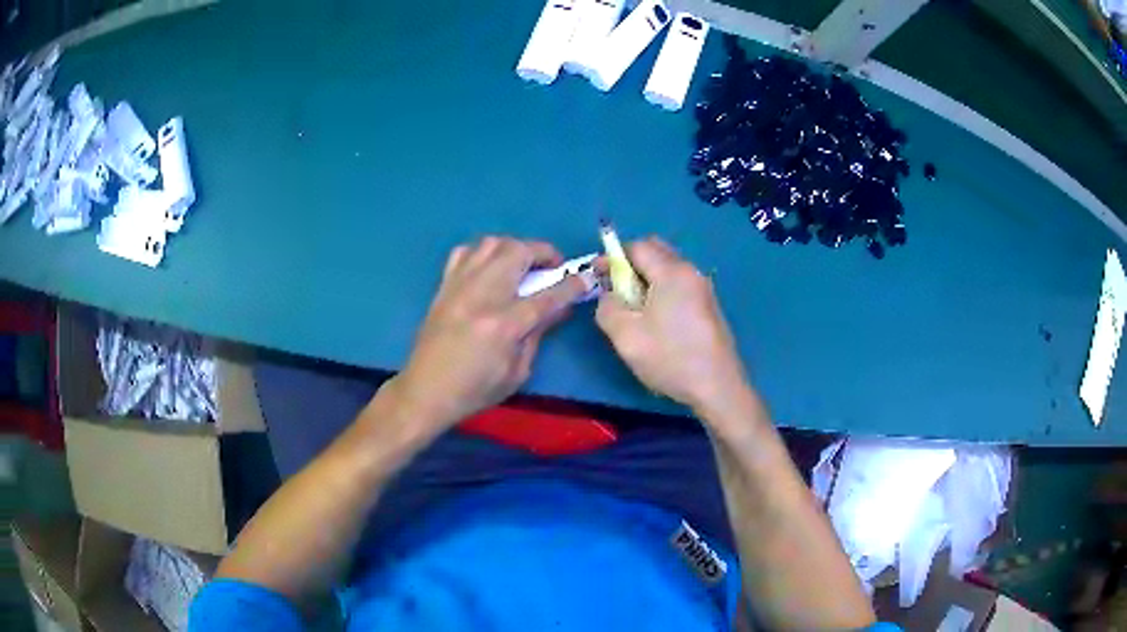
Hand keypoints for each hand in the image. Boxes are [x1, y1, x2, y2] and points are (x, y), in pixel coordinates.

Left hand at [394, 236, 593, 433]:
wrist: (425, 391)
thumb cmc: (474, 391)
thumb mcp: (517, 373)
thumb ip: (538, 334)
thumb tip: (558, 308)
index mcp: (503, 325)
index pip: (546, 296)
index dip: (571, 285)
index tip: (586, 278)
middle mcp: (481, 296)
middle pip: (517, 252)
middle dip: (543, 252)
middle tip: (553, 267)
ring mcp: (459, 286)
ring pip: (491, 243)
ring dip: (515, 248)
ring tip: (523, 265)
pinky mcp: (443, 286)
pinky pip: (464, 252)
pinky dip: (483, 253)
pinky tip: (490, 269)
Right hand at [596, 238, 748, 412]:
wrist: (717, 387)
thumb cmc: (670, 358)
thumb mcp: (625, 335)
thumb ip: (608, 307)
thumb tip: (610, 295)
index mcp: (672, 272)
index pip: (638, 246)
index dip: (612, 257)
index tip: (597, 275)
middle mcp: (691, 272)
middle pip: (657, 251)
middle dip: (631, 263)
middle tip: (616, 290)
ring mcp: (704, 289)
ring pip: (669, 269)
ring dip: (648, 279)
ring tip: (634, 309)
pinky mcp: (709, 306)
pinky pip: (680, 285)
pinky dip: (663, 290)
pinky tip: (657, 320)